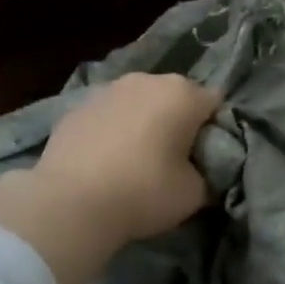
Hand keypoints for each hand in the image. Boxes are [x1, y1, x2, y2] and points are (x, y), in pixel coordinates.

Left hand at [0, 74, 220, 283]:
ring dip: (143, 121)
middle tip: (173, 158)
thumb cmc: (143, 193)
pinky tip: (104, 160)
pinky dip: (112, 129)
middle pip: (175, 97)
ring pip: (139, 102)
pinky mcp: (76, 106)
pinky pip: (108, 114)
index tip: (207, 157)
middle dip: (178, 120)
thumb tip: (201, 171)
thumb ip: (206, 174)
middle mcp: (147, 80)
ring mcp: (108, 89)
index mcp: (183, 94)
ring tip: (135, 159)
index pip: (215, 103)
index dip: (215, 129)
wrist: (69, 203)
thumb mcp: (194, 194)